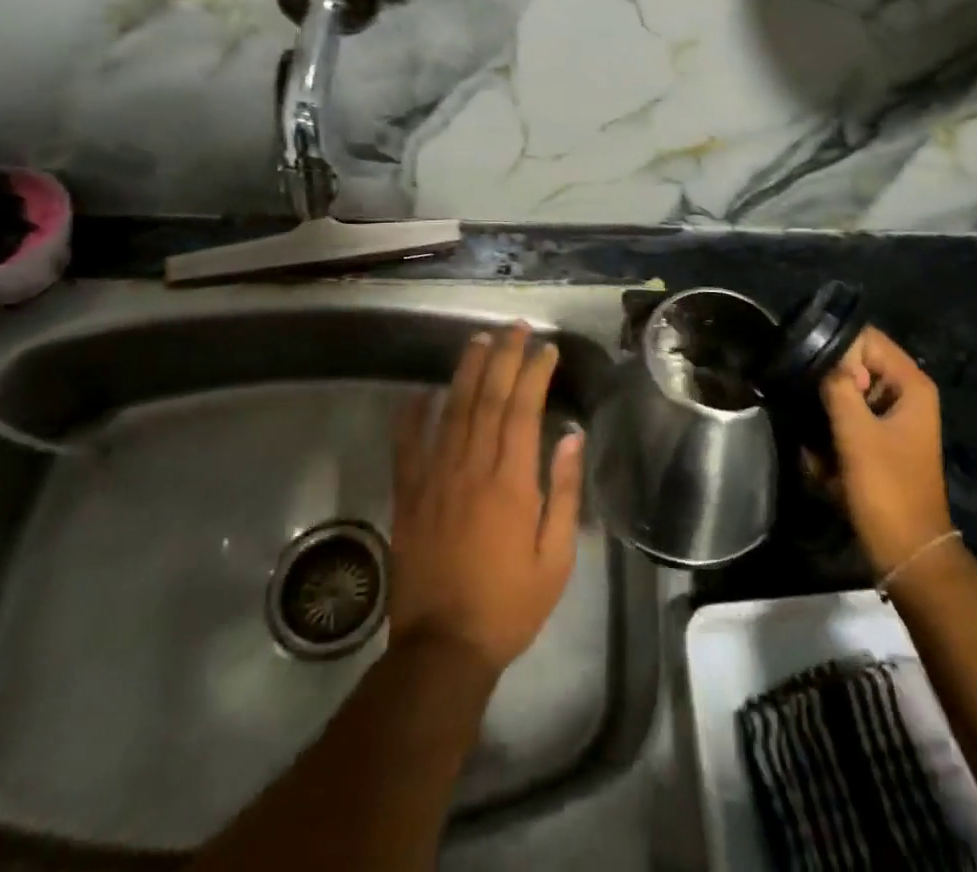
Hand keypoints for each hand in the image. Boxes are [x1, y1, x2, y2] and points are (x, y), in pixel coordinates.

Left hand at [389, 323, 583, 674]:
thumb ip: (562, 492)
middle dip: (504, 357)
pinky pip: (407, 446)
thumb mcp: (555, 558)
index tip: (547, 349)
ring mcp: (435, 478)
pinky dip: (411, 415)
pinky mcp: (408, 496)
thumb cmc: (509, 604)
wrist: (442, 648)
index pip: (524, 409)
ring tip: (479, 341)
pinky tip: (420, 392)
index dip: (535, 373)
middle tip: (515, 329)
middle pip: (488, 398)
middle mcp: (472, 468)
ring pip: (452, 410)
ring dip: (467, 371)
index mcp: (512, 482)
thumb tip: (569, 437)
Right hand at [819, 326, 953, 576]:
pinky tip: (823, 463)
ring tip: (816, 441)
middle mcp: (906, 395)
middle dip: (829, 384)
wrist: (908, 554)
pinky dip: (833, 436)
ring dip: (827, 414)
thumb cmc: (887, 489)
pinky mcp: (881, 442)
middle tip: (808, 406)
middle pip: (856, 366)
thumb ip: (838, 387)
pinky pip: (849, 422)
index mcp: (911, 385)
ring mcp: (894, 420)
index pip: (868, 339)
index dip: (837, 349)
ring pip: (848, 395)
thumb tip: (821, 358)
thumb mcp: (856, 434)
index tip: (808, 368)